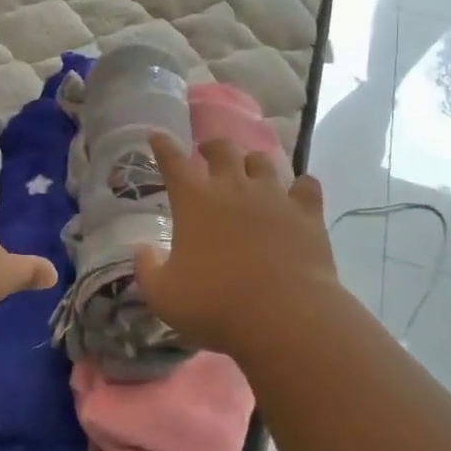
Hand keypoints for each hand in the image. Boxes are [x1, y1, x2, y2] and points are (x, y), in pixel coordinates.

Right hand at [133, 134, 340, 357]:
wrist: (283, 315)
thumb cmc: (214, 303)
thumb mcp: (162, 295)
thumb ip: (147, 269)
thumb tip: (143, 250)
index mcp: (194, 200)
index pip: (172, 161)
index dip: (162, 146)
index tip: (157, 135)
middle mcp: (233, 187)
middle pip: (222, 148)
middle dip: (212, 146)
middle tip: (207, 152)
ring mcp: (274, 196)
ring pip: (263, 161)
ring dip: (252, 162)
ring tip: (250, 171)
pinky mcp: (307, 213)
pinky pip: (306, 186)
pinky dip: (300, 187)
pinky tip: (298, 194)